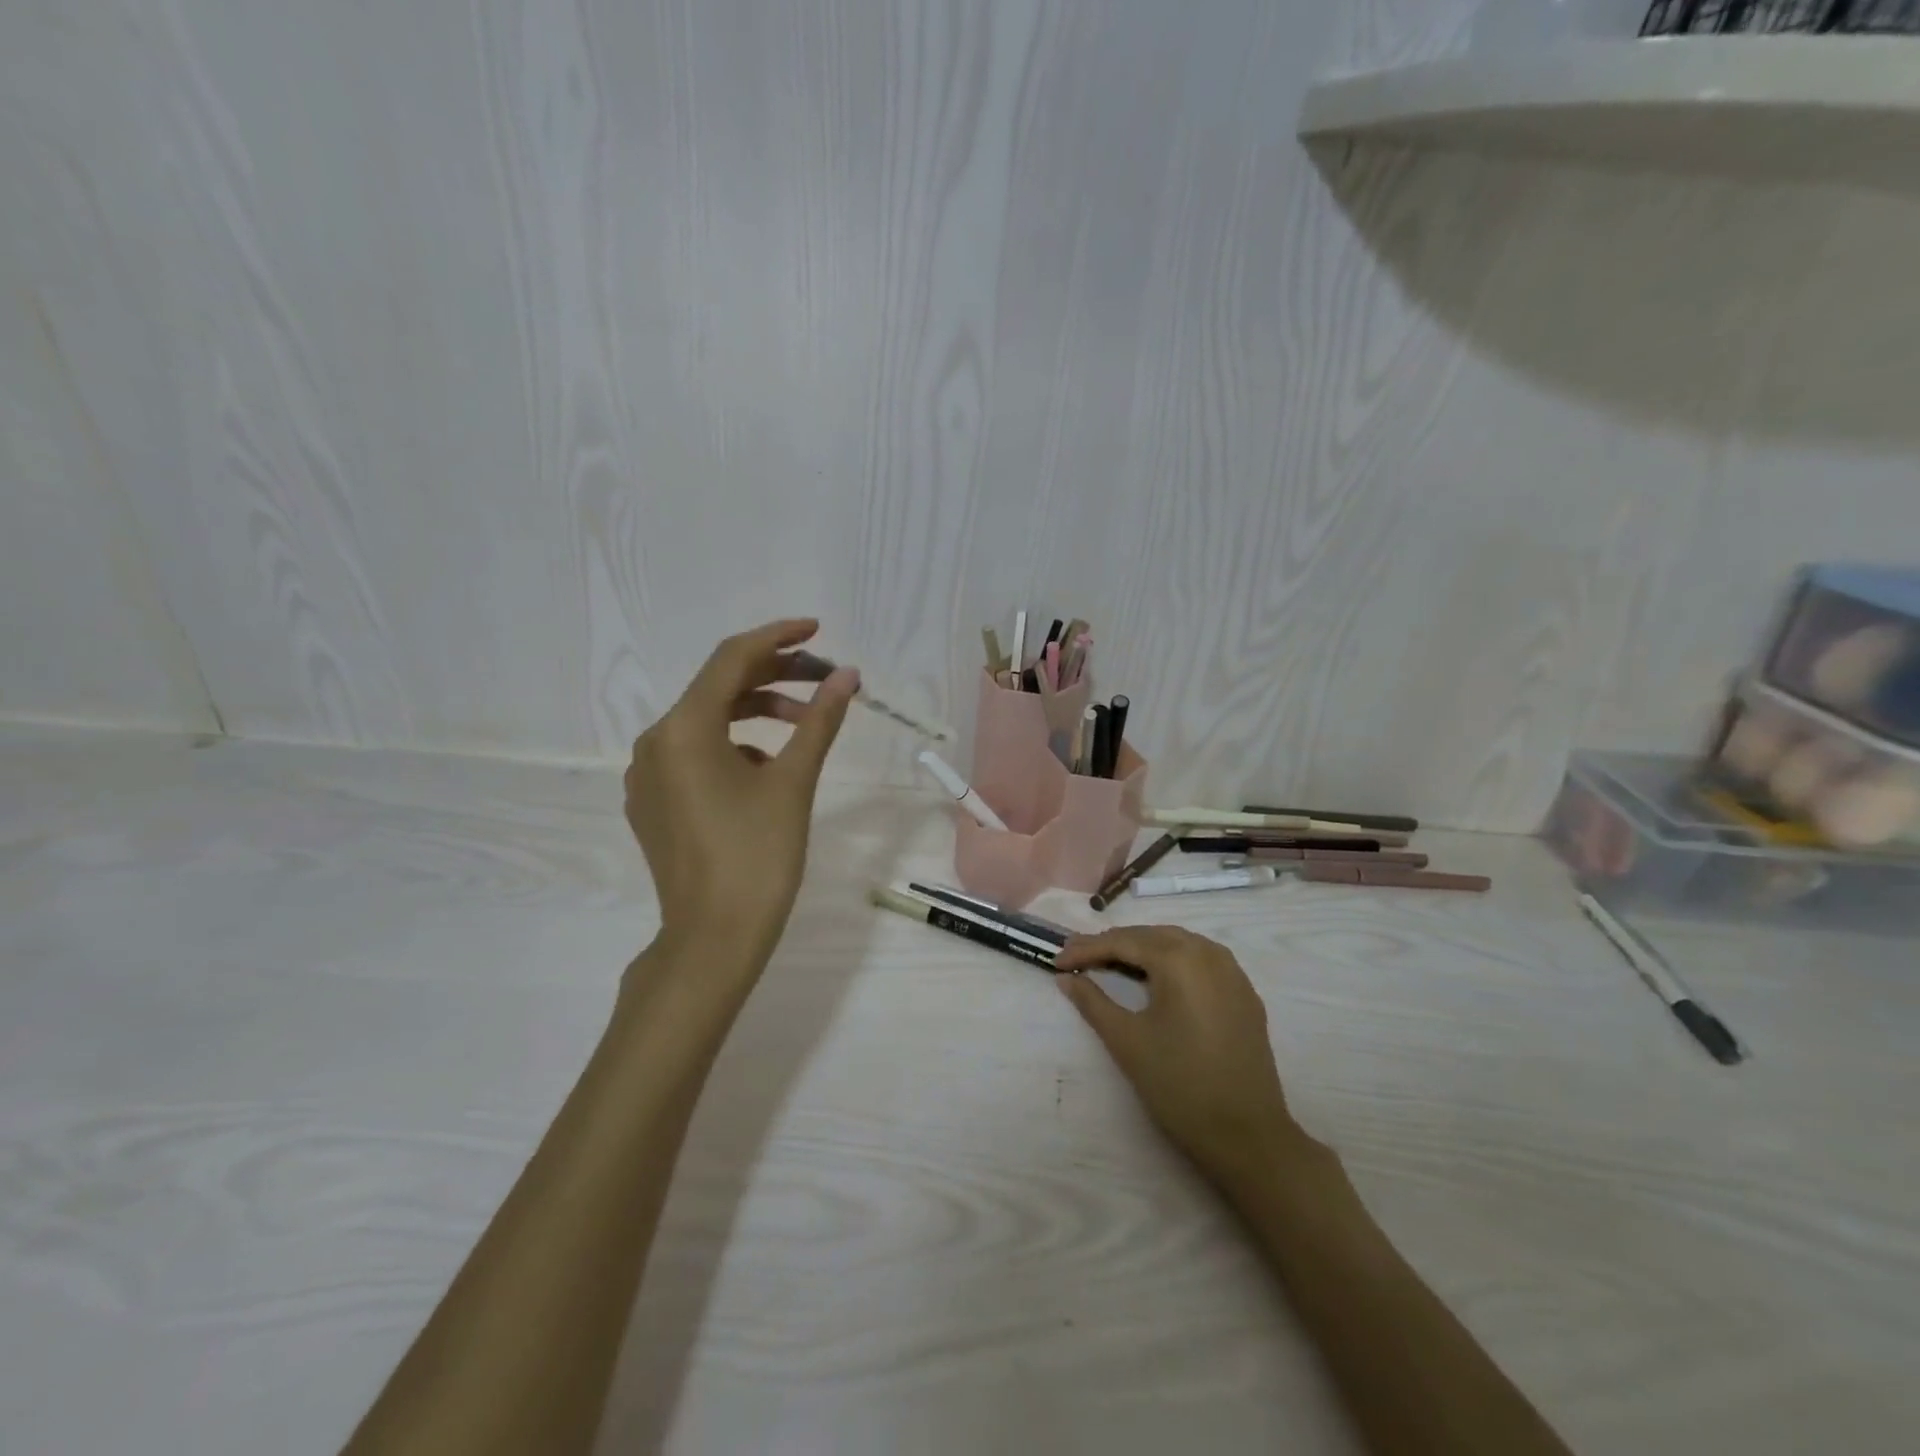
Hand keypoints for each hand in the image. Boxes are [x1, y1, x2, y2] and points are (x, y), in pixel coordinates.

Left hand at [624, 618, 858, 964]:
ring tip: (805, 727)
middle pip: (719, 689)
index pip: (733, 659)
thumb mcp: (794, 781)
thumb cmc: (758, 856)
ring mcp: (648, 775)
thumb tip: (846, 676)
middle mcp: (655, 742)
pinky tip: (768, 769)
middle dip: (774, 677)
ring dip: (757, 714)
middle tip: (825, 680)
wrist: (713, 939)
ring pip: (708, 723)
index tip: (818, 629)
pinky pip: (695, 754)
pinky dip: (735, 746)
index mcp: (684, 729)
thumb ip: (819, 720)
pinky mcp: (653, 802)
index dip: (779, 637)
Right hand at [1053, 926, 1306, 1187]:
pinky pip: (1201, 961)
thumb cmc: (1180, 1085)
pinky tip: (1156, 979)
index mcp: (1179, 959)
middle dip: (1112, 945)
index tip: (1056, 961)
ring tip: (1110, 964)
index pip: (1122, 942)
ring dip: (1142, 949)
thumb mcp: (1127, 1041)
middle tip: (1077, 958)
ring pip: (1177, 944)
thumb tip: (1066, 978)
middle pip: (1150, 936)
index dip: (1086, 950)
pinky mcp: (1244, 994)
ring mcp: (1232, 972)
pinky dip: (1171, 961)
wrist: (1247, 1136)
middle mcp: (1208, 953)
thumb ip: (1093, 1002)